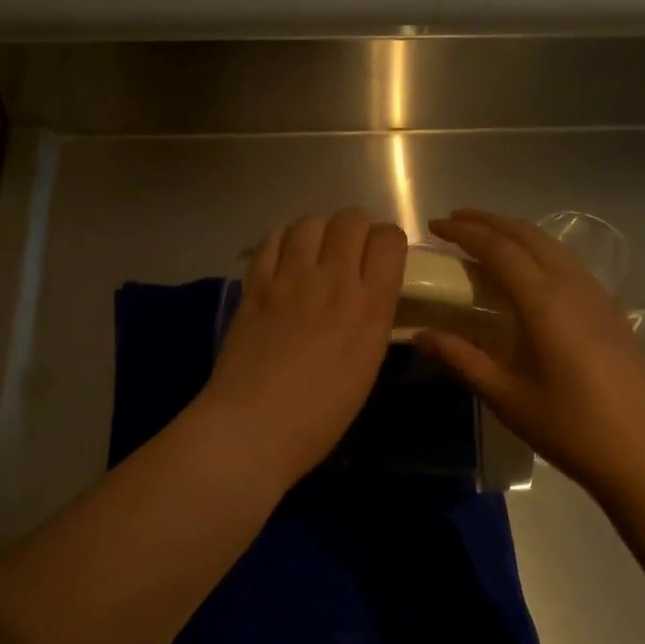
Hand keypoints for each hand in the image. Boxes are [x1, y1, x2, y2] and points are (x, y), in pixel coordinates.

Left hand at [197, 207, 406, 487]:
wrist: (254, 424)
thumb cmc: (321, 414)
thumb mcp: (367, 364)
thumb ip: (371, 318)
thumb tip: (365, 295)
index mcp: (370, 305)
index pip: (389, 238)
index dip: (387, 243)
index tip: (380, 259)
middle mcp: (333, 279)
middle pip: (351, 218)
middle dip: (355, 230)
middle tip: (348, 254)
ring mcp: (290, 277)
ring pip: (310, 222)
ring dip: (318, 232)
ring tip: (314, 254)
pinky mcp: (255, 282)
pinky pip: (272, 239)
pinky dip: (282, 241)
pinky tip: (283, 260)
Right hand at [417, 208, 644, 486]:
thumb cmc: (571, 428)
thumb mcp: (506, 396)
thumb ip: (461, 358)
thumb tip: (420, 336)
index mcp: (544, 302)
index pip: (498, 249)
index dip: (464, 232)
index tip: (434, 225)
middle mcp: (572, 286)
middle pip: (527, 234)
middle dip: (488, 221)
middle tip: (454, 221)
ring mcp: (597, 295)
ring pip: (551, 244)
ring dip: (514, 232)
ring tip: (485, 238)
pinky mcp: (611, 310)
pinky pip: (567, 262)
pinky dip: (538, 250)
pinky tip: (527, 271)